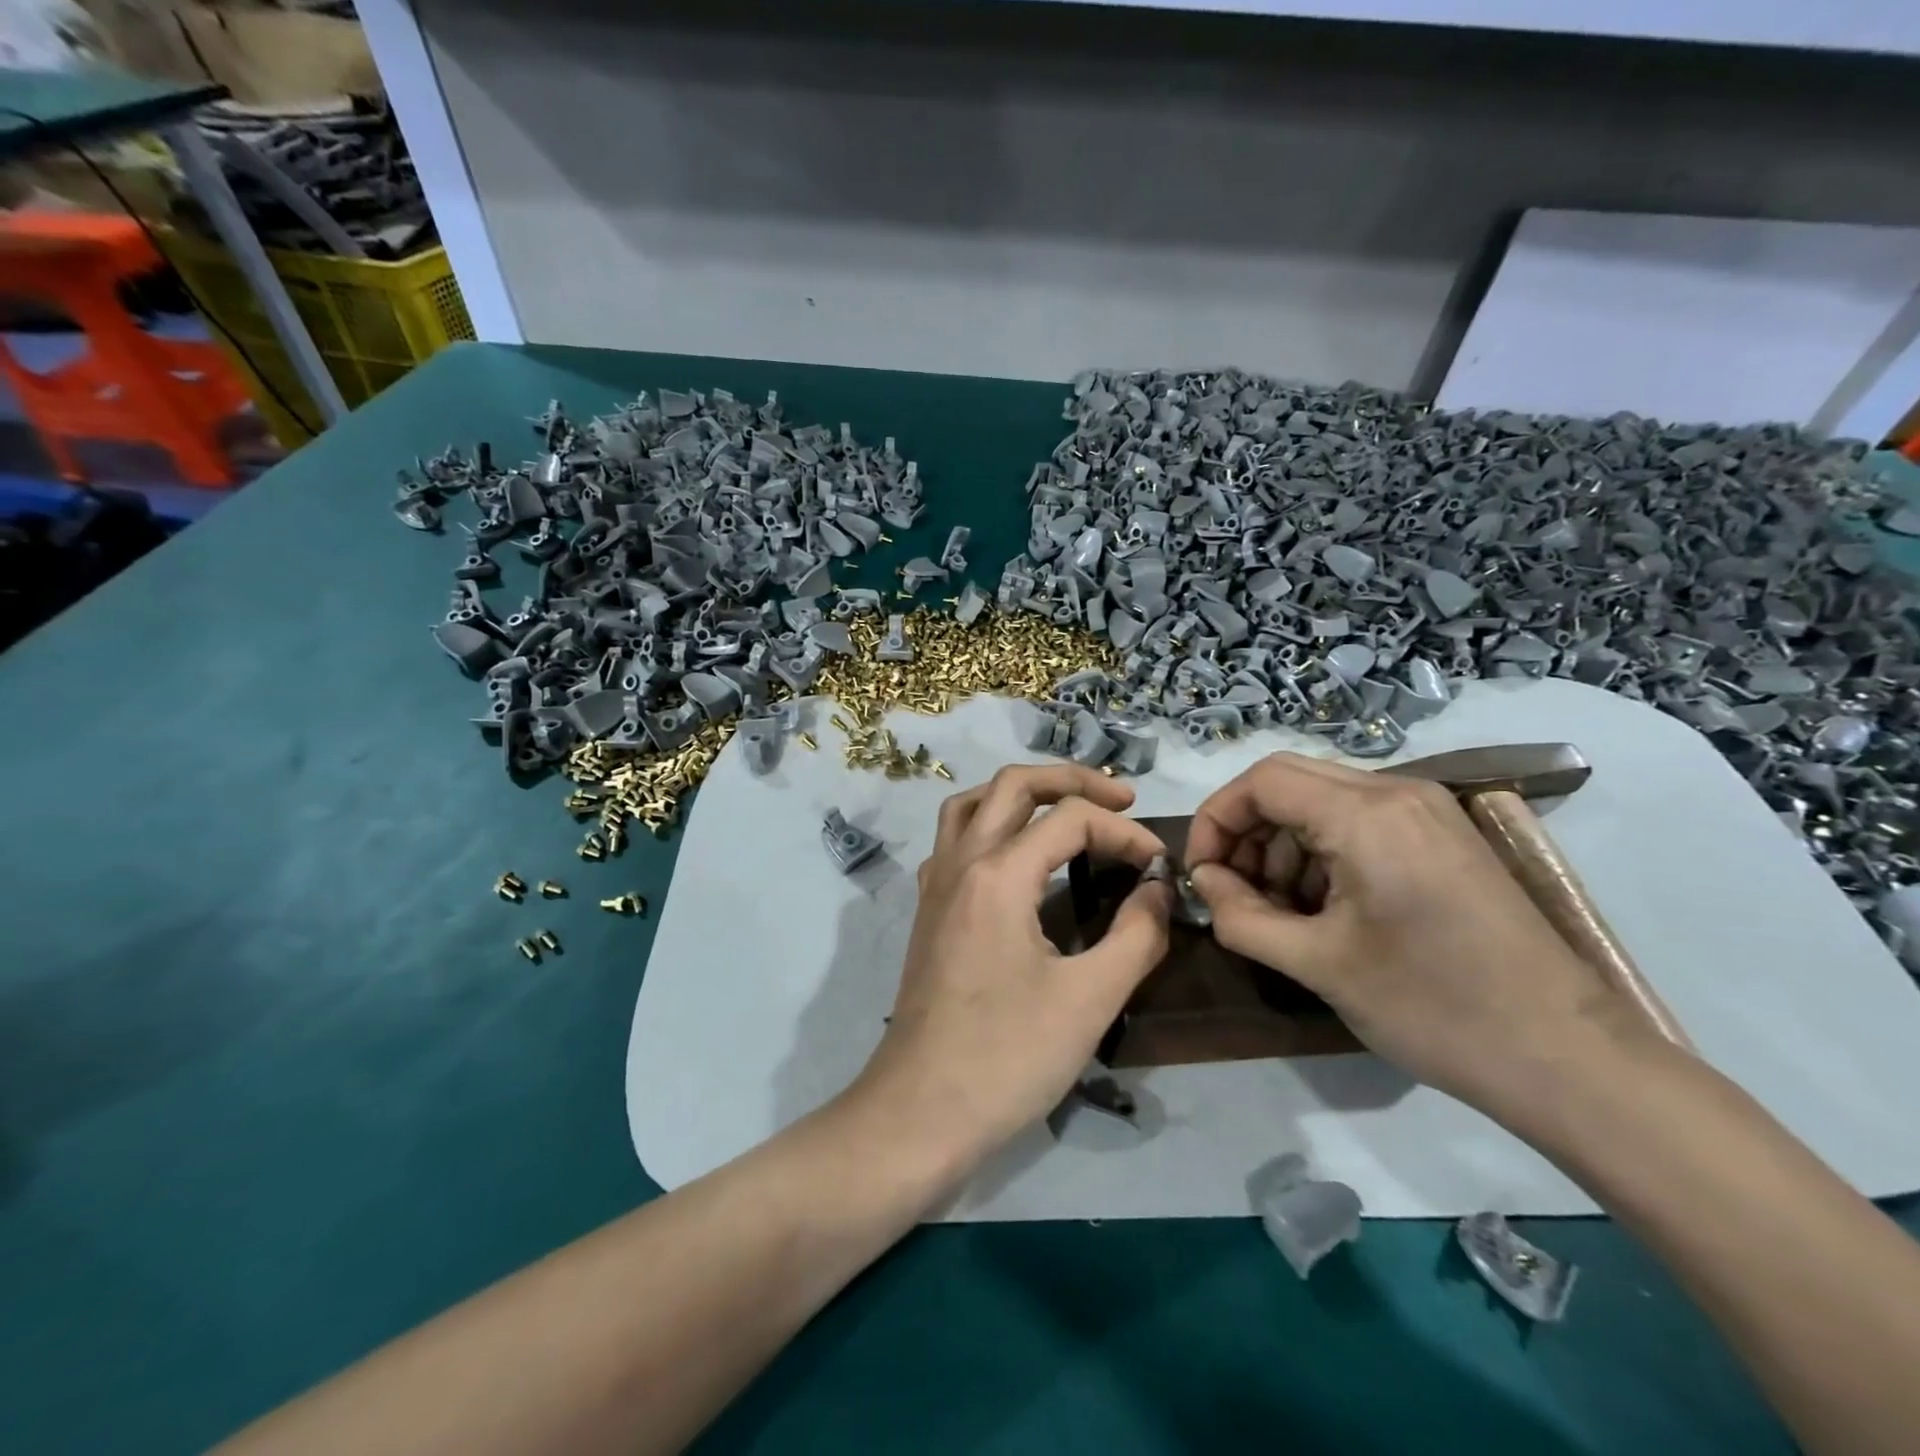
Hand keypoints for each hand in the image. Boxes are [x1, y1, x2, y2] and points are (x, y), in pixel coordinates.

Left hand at [848, 765, 1171, 1175]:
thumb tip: (1158, 889)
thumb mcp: (1090, 999)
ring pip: (972, 803)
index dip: (1123, 831)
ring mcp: (935, 884)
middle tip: (1119, 799)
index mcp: (997, 874)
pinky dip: (989, 826)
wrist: (920, 1112)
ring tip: (1065, 810)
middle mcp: (960, 862)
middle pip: (1012, 785)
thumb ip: (1135, 935)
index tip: (1159, 865)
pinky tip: (1015, 860)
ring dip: (1021, 794)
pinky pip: (954, 841)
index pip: (1069, 818)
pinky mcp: (928, 911)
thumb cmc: (1008, 1058)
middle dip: (1071, 780)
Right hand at [1183, 752, 1651, 1121]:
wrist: (1568, 1058)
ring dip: (1283, 845)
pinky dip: (1323, 852)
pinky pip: (1359, 821)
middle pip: (1288, 782)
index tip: (1202, 876)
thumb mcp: (1317, 964)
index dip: (1216, 821)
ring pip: (1322, 800)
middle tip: (1234, 891)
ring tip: (1280, 910)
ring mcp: (1427, 811)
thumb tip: (1206, 885)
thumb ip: (1241, 916)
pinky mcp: (1443, 836)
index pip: (1260, 782)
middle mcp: (1397, 793)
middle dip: (1246, 831)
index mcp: (1366, 815)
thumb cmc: (1432, 1008)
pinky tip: (1326, 908)